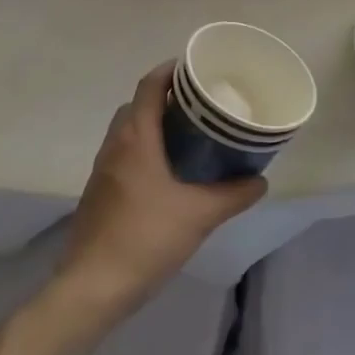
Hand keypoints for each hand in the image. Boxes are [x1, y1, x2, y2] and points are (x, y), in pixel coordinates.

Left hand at [61, 63, 265, 314]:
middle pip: (138, 105)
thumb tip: (260, 180)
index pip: (149, 86)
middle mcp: (115, 145)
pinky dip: (146, 150)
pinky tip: (169, 173)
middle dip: (166, 98)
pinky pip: (124, 155)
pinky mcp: (100, 192)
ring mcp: (103, 170)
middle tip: (201, 106)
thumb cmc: (146, 238)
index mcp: (136, 138)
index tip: (196, 69)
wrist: (93, 286)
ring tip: (190, 136)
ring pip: (129, 131)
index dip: (170, 71)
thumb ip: (233, 194)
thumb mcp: (200, 215)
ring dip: (154, 125)